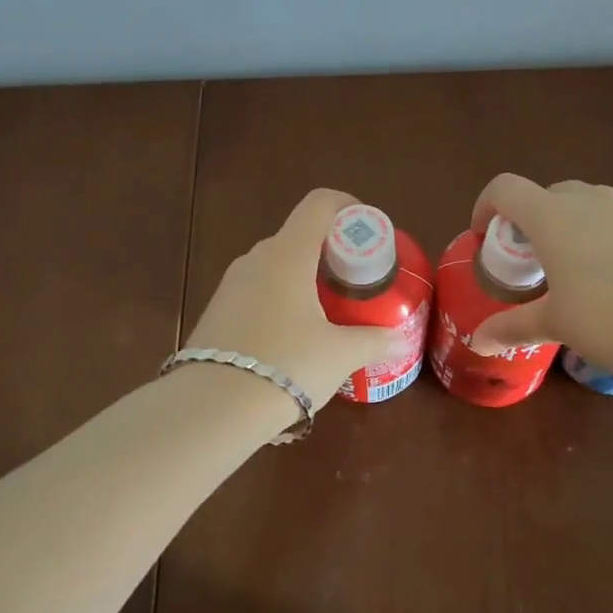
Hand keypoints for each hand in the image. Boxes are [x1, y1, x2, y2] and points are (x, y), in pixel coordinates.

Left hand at [184, 189, 411, 409]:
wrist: (212, 408)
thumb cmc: (287, 366)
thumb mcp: (340, 355)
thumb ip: (374, 341)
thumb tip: (401, 343)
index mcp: (288, 253)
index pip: (320, 204)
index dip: (348, 208)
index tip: (368, 234)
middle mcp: (256, 258)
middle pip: (300, 236)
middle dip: (331, 253)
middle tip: (355, 283)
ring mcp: (231, 284)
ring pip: (276, 265)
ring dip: (304, 278)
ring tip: (327, 314)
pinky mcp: (217, 310)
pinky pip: (257, 290)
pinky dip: (280, 299)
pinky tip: (292, 337)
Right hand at [467, 174, 612, 369]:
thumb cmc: (607, 320)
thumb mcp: (555, 324)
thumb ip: (512, 326)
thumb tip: (478, 342)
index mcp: (552, 217)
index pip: (505, 189)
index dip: (488, 205)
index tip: (487, 234)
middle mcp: (592, 198)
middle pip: (551, 193)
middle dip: (538, 218)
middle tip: (540, 258)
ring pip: (596, 199)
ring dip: (582, 220)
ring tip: (590, 259)